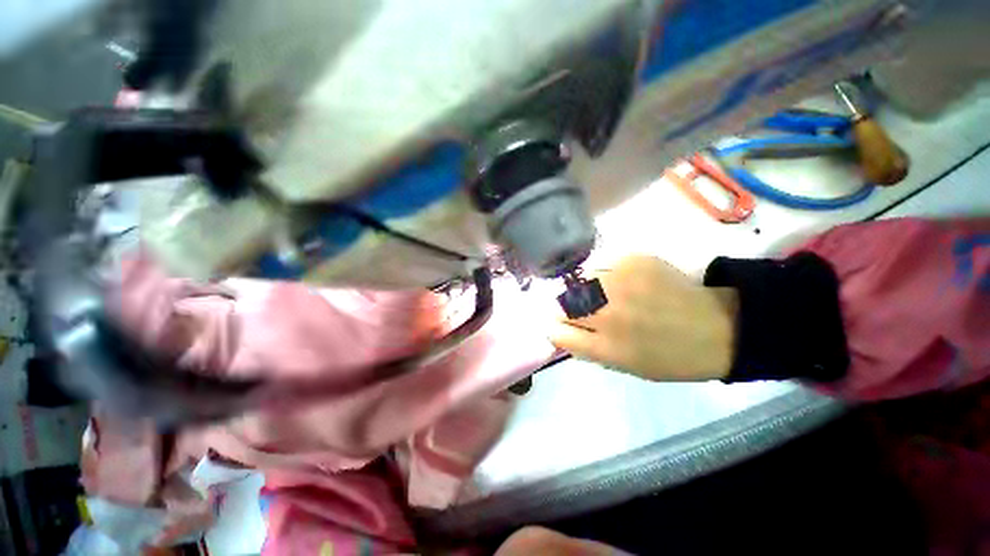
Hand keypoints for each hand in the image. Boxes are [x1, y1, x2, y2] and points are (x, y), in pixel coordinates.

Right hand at [549, 255, 736, 381]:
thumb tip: (560, 331)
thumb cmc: (668, 357)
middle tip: (580, 310)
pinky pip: (601, 266)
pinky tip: (622, 283)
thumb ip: (587, 348)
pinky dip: (604, 275)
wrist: (716, 328)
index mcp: (606, 347)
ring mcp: (619, 284)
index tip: (560, 327)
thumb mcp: (624, 366)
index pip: (557, 333)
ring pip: (578, 282)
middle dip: (565, 309)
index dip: (555, 329)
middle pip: (561, 304)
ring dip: (583, 290)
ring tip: (602, 295)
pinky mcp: (633, 261)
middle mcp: (607, 314)